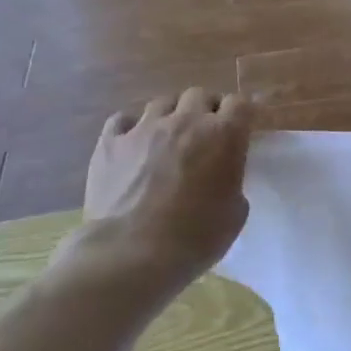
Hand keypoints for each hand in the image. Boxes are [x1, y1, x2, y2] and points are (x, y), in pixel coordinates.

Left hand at [51, 88, 253, 295]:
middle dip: (206, 109)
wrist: (131, 255)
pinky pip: (123, 120)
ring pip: (162, 102)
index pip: (240, 103)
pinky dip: (132, 128)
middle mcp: (186, 121)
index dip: (241, 115)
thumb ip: (232, 180)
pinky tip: (133, 145)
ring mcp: (144, 129)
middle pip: (200, 94)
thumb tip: (220, 174)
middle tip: (205, 134)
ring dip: (171, 115)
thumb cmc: (196, 238)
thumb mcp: (235, 212)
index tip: (240, 129)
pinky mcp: (110, 143)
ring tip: (168, 138)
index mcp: (224, 135)